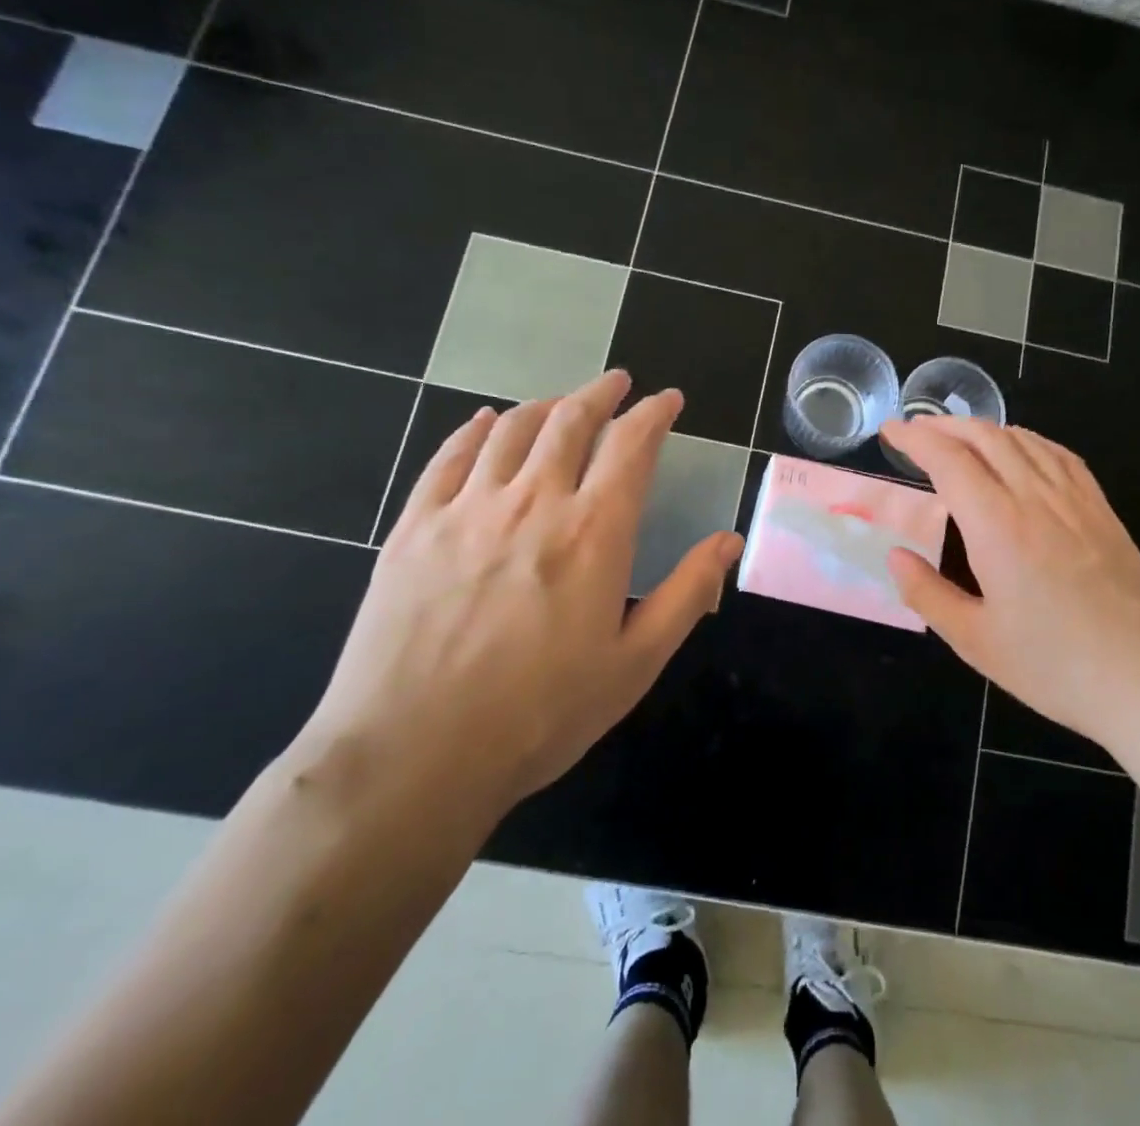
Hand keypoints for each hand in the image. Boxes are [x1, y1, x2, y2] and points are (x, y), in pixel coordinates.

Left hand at [303, 371, 741, 828]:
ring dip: (545, 405)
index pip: (631, 445)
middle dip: (601, 393)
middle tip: (617, 383)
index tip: (668, 400)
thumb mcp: (634, 663)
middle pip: (570, 421)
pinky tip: (485, 422)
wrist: (412, 757)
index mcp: (593, 532)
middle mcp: (533, 502)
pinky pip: (448, 458)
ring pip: (511, 430)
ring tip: (562, 402)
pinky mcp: (414, 528)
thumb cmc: (540, 715)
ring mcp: (467, 509)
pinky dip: (473, 430)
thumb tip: (728, 540)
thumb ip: (687, 593)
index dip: (654, 413)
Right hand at [880, 417, 1139, 752]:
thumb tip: (895, 557)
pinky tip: (1020, 451)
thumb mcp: (976, 641)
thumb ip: (928, 594)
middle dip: (944, 425)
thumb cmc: (1055, 667)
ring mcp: (1075, 499)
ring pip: (1023, 440)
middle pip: (985, 437)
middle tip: (915, 431)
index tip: (890, 431)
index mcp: (997, 526)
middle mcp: (1035, 498)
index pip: (948, 460)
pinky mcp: (1102, 510)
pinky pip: (1059, 455)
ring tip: (958, 437)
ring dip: (982, 429)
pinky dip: (1027, 440)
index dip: (915, 438)